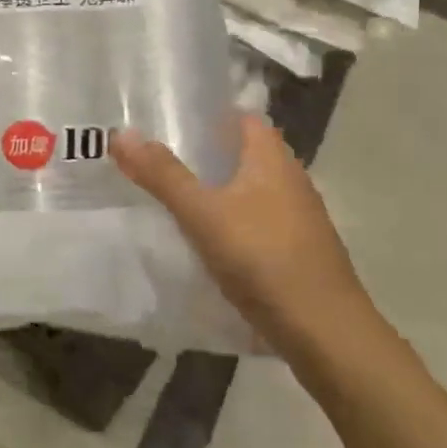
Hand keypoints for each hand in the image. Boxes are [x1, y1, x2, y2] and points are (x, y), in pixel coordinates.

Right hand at [111, 113, 381, 363]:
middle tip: (159, 155)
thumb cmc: (264, 259)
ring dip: (219, 189)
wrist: (325, 333)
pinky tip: (206, 240)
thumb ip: (162, 175)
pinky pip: (257, 223)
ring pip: (252, 190)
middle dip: (208, 152)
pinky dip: (231, 221)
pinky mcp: (298, 253)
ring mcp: (299, 220)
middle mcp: (291, 182)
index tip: (170, 118)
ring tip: (174, 195)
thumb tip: (121, 133)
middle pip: (247, 154)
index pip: (245, 119)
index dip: (211, 114)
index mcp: (273, 161)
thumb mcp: (203, 214)